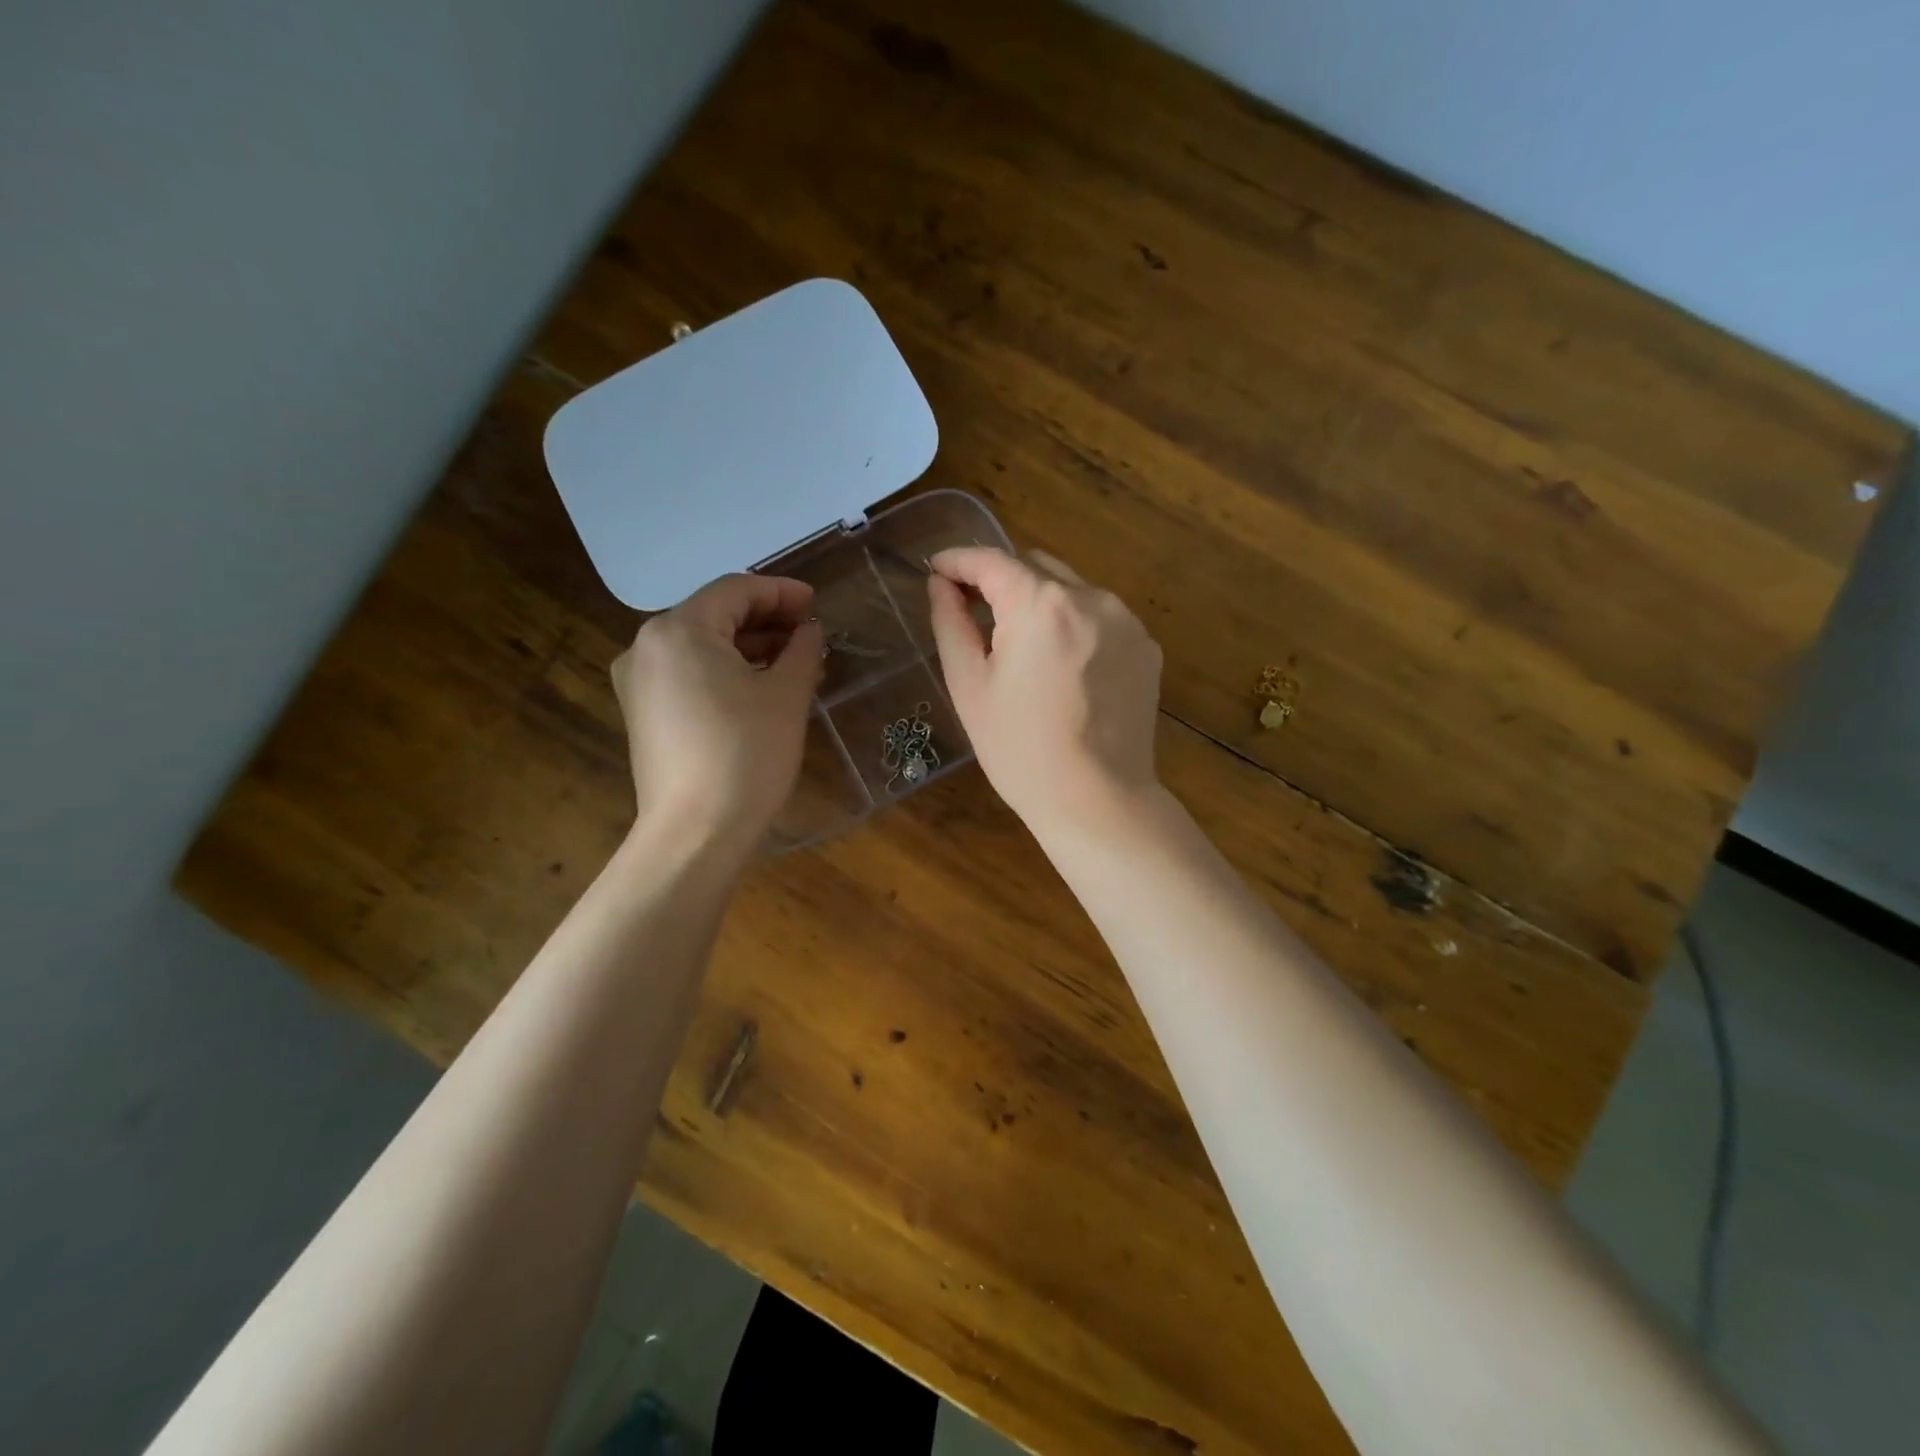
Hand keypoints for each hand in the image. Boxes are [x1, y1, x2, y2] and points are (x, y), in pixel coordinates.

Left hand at [610, 574, 822, 849]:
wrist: (695, 833)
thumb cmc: (746, 755)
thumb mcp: (786, 696)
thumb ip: (802, 650)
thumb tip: (808, 631)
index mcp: (679, 630)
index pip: (736, 590)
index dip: (782, 592)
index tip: (818, 604)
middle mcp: (647, 646)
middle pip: (715, 615)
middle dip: (767, 621)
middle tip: (810, 635)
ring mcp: (639, 682)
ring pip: (702, 646)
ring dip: (749, 648)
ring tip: (795, 663)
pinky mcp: (643, 713)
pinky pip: (689, 674)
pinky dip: (725, 671)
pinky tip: (760, 688)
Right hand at [926, 547, 1162, 832]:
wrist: (1098, 801)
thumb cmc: (1020, 750)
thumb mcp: (970, 687)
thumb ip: (951, 623)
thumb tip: (942, 584)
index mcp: (1040, 604)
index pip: (991, 560)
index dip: (958, 560)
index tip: (937, 569)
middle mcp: (1090, 597)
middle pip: (1035, 567)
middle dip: (1002, 583)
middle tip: (977, 617)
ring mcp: (1126, 621)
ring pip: (1071, 590)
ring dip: (1042, 604)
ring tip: (1025, 651)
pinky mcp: (1147, 647)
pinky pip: (1101, 619)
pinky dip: (1076, 627)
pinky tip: (1066, 671)